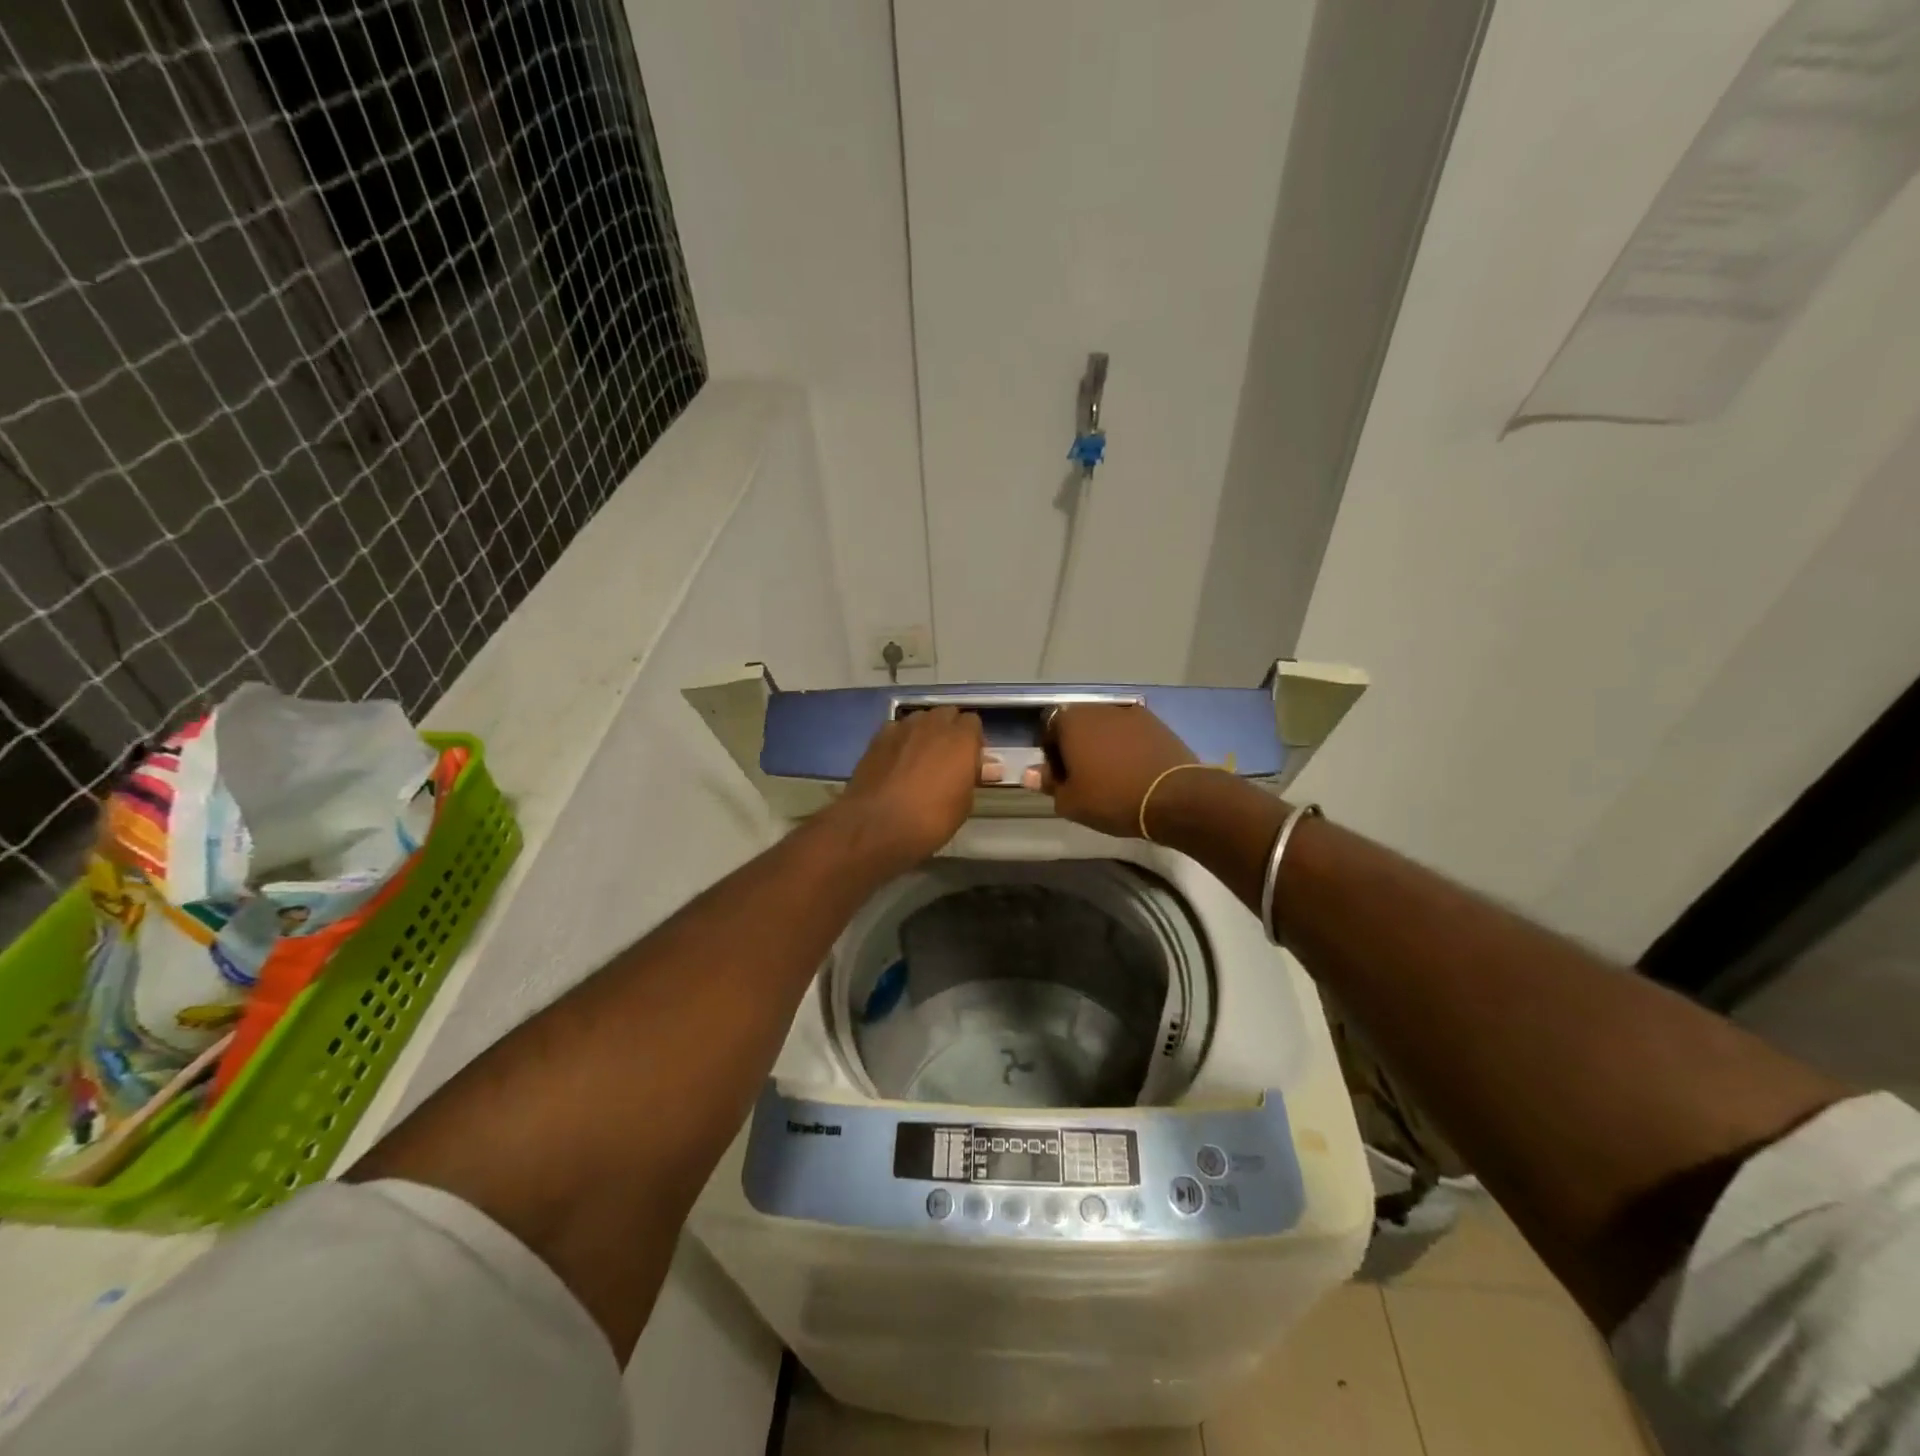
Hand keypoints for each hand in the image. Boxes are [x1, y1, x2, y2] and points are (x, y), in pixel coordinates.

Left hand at [831, 706, 991, 871]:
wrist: (877, 824)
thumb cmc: (930, 819)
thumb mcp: (963, 804)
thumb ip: (973, 777)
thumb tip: (988, 768)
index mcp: (961, 739)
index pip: (973, 722)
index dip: (973, 740)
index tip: (970, 761)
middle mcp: (933, 724)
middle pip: (947, 714)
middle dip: (950, 730)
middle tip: (948, 758)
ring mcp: (903, 728)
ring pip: (920, 719)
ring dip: (925, 732)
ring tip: (921, 758)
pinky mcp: (878, 737)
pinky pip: (896, 729)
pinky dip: (901, 740)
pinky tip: (897, 761)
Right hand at [1031, 704, 1197, 838]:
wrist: (1173, 797)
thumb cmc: (1112, 798)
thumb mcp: (1071, 801)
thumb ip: (1049, 783)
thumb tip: (1031, 773)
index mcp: (1072, 721)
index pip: (1049, 726)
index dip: (1050, 751)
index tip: (1059, 775)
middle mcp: (1099, 708)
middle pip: (1079, 723)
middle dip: (1077, 745)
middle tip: (1082, 776)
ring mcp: (1132, 713)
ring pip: (1106, 727)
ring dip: (1103, 745)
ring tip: (1110, 775)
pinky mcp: (1158, 724)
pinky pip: (1132, 734)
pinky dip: (1128, 747)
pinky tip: (1134, 771)